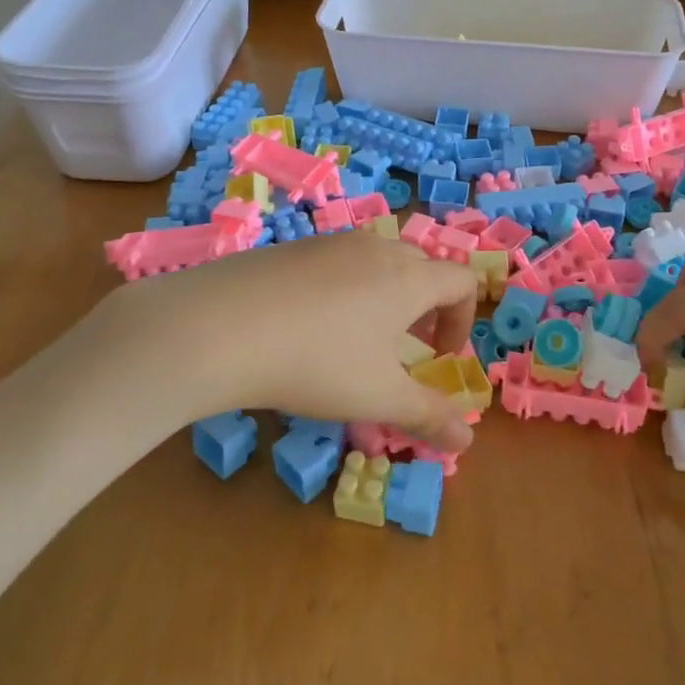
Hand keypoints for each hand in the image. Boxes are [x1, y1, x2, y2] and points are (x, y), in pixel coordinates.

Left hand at [84, 232, 479, 450]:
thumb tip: (467, 441)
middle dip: (425, 307)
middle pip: (420, 266)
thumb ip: (428, 416)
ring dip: (384, 296)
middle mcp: (374, 249)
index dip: (462, 320)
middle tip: (405, 349)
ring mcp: (328, 243)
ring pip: (376, 261)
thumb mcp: (378, 397)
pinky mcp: (290, 249)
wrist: (217, 328)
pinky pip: (335, 263)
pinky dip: (343, 289)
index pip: (461, 282)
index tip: (441, 358)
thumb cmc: (317, 362)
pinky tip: (307, 327)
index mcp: (408, 277)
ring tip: (357, 339)